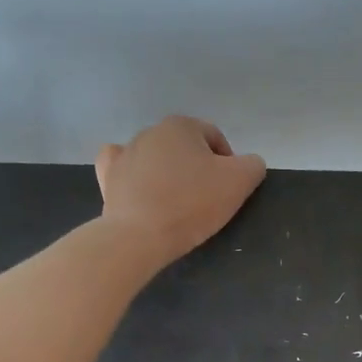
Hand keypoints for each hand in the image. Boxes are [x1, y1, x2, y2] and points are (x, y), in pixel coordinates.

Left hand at [95, 116, 265, 265]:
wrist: (139, 236)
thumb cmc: (192, 204)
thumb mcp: (240, 182)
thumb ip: (253, 165)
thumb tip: (249, 164)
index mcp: (182, 125)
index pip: (215, 139)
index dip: (228, 164)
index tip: (228, 191)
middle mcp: (150, 131)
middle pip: (184, 148)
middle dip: (196, 169)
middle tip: (204, 201)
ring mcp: (125, 153)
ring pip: (155, 158)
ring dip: (168, 175)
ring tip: (175, 204)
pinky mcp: (108, 176)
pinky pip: (123, 167)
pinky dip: (133, 175)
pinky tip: (140, 188)